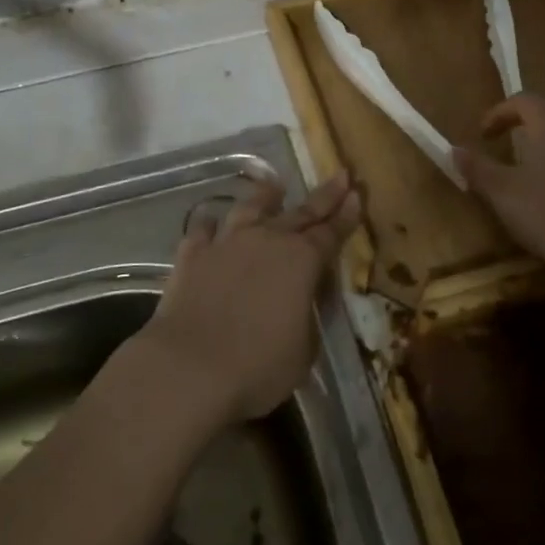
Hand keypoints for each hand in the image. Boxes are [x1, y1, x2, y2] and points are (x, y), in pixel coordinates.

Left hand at [138, 171, 361, 422]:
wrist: (189, 369)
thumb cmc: (258, 367)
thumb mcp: (304, 349)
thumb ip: (308, 315)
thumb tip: (302, 298)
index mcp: (302, 261)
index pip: (331, 233)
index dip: (346, 215)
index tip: (356, 193)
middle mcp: (266, 240)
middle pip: (300, 212)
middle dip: (323, 196)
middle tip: (339, 176)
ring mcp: (226, 243)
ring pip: (249, 208)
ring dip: (265, 196)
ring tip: (274, 187)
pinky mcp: (192, 255)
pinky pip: (202, 230)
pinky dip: (209, 224)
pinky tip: (210, 220)